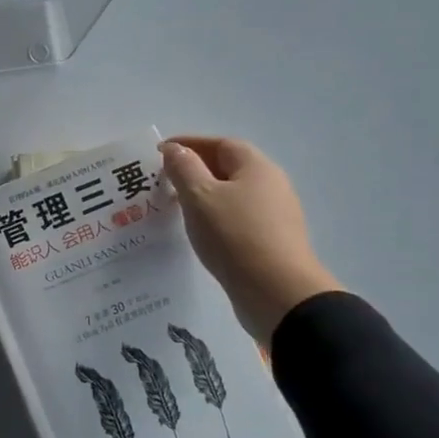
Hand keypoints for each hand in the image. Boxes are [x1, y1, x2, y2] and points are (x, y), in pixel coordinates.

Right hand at [160, 136, 342, 340]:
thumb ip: (184, 168)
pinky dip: (215, 218)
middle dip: (195, 170)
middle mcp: (271, 185)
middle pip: (228, 168)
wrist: (278, 293)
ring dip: (204, 196)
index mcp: (256, 167)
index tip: (160, 153)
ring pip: (232, 196)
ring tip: (176, 208)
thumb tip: (175, 149)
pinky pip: (237, 219)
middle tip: (164, 182)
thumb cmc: (235, 235)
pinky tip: (200, 233)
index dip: (189, 144)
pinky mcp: (272, 242)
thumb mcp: (200, 196)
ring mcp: (275, 215)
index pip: (220, 144)